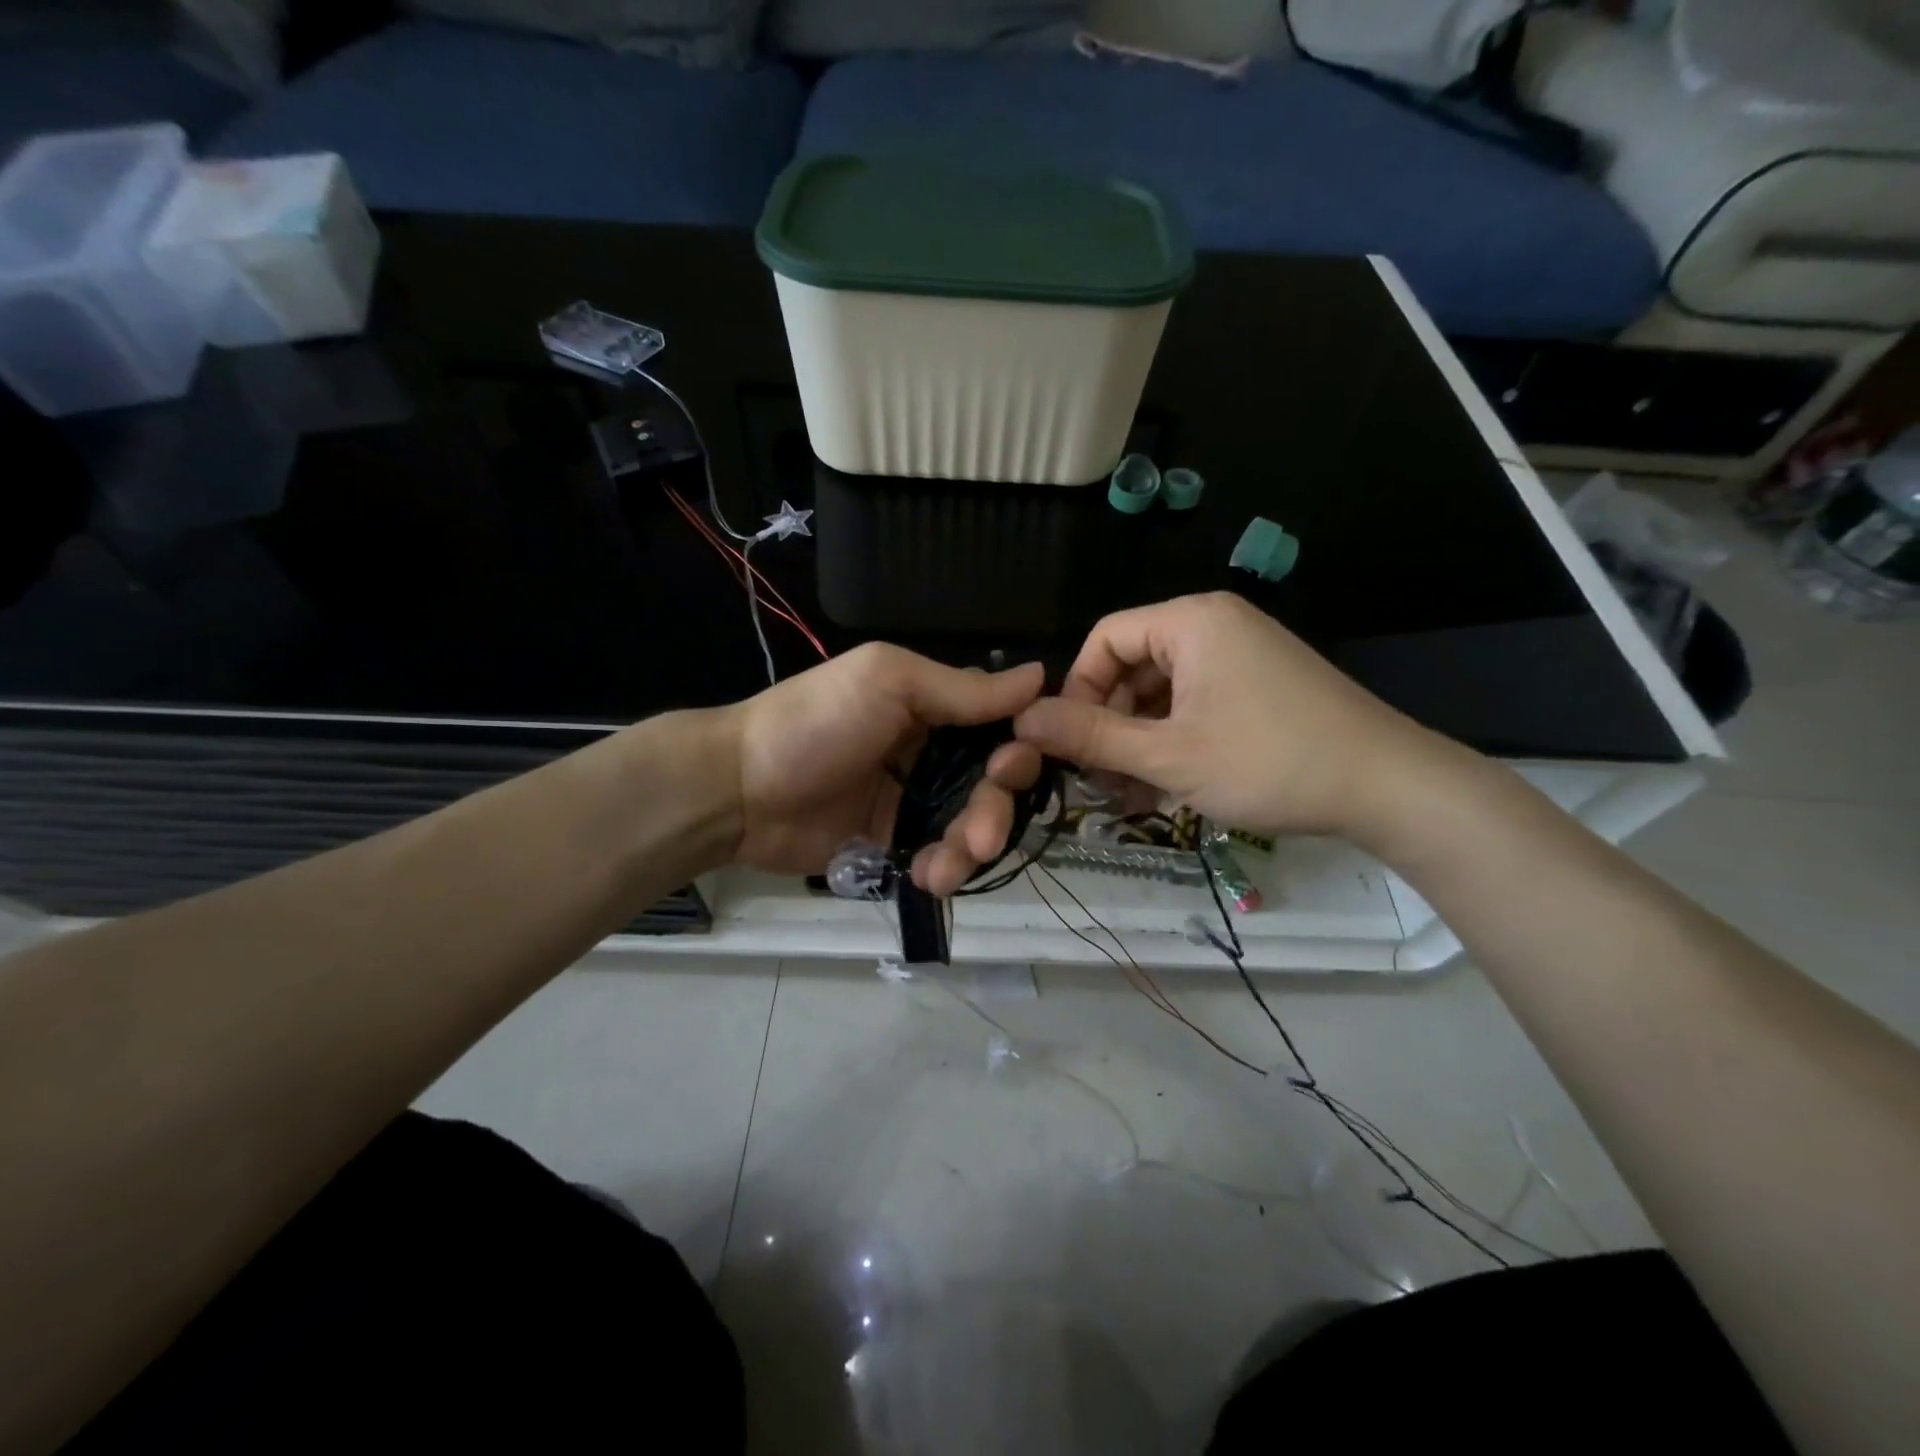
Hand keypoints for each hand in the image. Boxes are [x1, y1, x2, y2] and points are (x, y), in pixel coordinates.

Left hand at [720, 644, 1044, 893]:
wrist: (740, 789)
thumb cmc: (817, 721)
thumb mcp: (889, 682)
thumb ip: (963, 689)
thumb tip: (1042, 676)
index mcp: (933, 706)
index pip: (1000, 725)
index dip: (1019, 748)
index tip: (1017, 768)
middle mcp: (930, 752)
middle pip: (991, 784)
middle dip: (996, 810)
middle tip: (983, 833)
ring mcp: (911, 800)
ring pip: (969, 826)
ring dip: (972, 848)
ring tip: (952, 864)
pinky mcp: (892, 842)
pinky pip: (936, 858)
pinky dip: (942, 870)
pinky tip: (930, 877)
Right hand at [1014, 593, 1448, 844]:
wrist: (1388, 786)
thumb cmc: (1269, 762)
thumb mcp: (1168, 755)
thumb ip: (1091, 736)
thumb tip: (1023, 721)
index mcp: (1190, 622)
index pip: (1103, 639)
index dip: (1076, 691)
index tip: (1070, 745)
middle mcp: (1214, 625)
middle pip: (1131, 665)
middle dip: (1109, 724)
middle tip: (1101, 781)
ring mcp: (1241, 654)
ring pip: (1162, 690)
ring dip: (1138, 740)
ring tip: (1133, 794)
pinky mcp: (1258, 684)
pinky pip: (1194, 702)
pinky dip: (1173, 739)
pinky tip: (1168, 784)